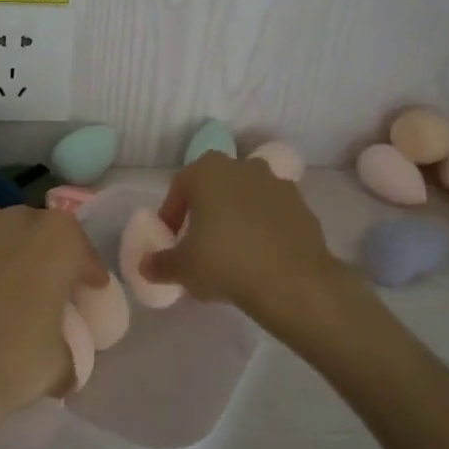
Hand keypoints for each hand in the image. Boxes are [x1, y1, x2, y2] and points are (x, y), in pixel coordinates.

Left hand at [0, 205, 108, 434]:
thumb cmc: (13, 360)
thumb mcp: (62, 364)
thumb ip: (70, 349)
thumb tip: (65, 361)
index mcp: (59, 237)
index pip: (82, 251)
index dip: (87, 275)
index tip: (87, 296)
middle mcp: (18, 216)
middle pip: (40, 234)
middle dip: (44, 258)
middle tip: (44, 293)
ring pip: (0, 234)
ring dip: (6, 255)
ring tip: (1, 291)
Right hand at [144, 153, 350, 344]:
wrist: (293, 281)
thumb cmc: (225, 263)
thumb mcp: (182, 268)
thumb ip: (159, 263)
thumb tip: (146, 265)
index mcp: (208, 170)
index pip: (180, 187)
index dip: (171, 214)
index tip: (171, 240)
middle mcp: (243, 166)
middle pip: (215, 187)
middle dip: (205, 212)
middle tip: (199, 244)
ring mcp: (277, 183)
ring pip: (246, 198)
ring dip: (236, 218)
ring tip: (232, 253)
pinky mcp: (302, 206)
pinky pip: (273, 214)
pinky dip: (264, 229)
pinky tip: (260, 257)